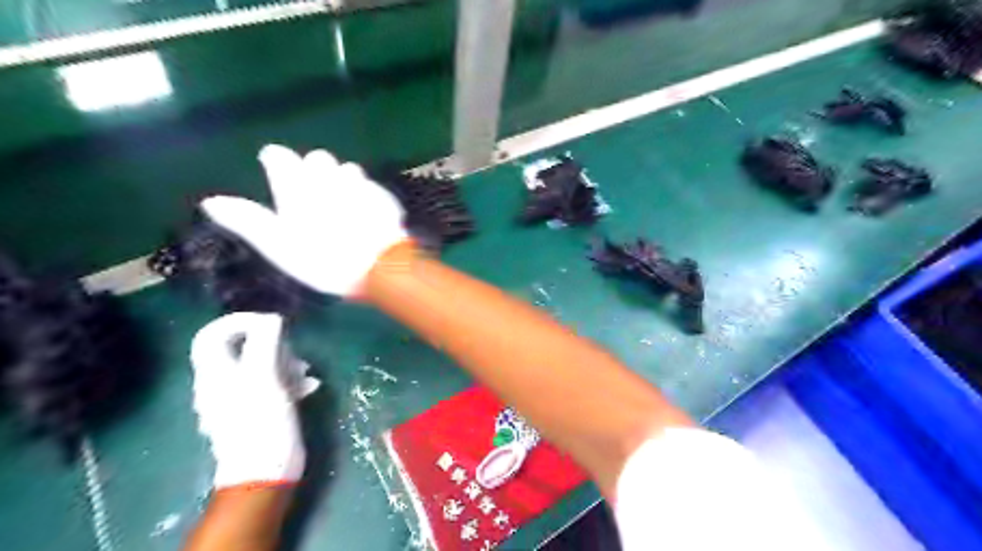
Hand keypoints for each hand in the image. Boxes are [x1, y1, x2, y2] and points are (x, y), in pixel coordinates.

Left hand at [190, 312, 315, 488]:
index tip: (270, 323)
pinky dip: (288, 380)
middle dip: (271, 344)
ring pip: (259, 365)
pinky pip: (269, 384)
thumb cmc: (262, 423)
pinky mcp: (255, 409)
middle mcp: (221, 382)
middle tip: (293, 353)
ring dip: (284, 362)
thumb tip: (271, 319)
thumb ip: (265, 344)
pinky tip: (308, 387)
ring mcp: (237, 397)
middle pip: (241, 348)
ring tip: (305, 372)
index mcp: (216, 372)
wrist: (264, 472)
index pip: (212, 333)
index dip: (238, 321)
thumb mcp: (265, 378)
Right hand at [201, 144, 409, 293]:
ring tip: (339, 203)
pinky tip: (363, 211)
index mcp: (297, 184)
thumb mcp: (278, 246)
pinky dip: (363, 192)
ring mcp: (359, 184)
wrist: (379, 266)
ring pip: (346, 168)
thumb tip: (211, 202)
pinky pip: (368, 184)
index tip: (274, 168)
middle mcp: (328, 176)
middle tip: (311, 194)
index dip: (275, 161)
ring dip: (341, 179)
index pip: (279, 156)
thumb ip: (247, 221)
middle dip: (312, 170)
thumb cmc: (323, 259)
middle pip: (317, 158)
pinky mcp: (381, 195)